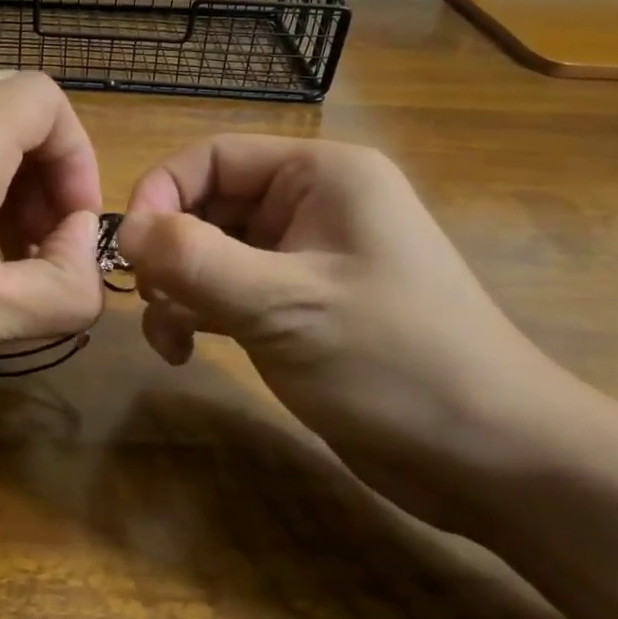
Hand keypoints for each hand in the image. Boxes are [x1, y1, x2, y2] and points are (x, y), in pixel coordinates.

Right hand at [118, 136, 574, 528]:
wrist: (494, 461)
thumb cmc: (394, 362)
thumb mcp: (283, 304)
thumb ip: (194, 259)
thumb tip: (123, 229)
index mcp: (321, 175)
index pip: (214, 157)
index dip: (162, 192)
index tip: (129, 249)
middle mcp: (312, 204)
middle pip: (210, 204)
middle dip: (171, 251)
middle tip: (152, 301)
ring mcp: (306, 256)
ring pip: (213, 251)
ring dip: (179, 288)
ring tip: (169, 337)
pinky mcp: (301, 303)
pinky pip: (230, 289)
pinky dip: (200, 313)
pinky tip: (186, 351)